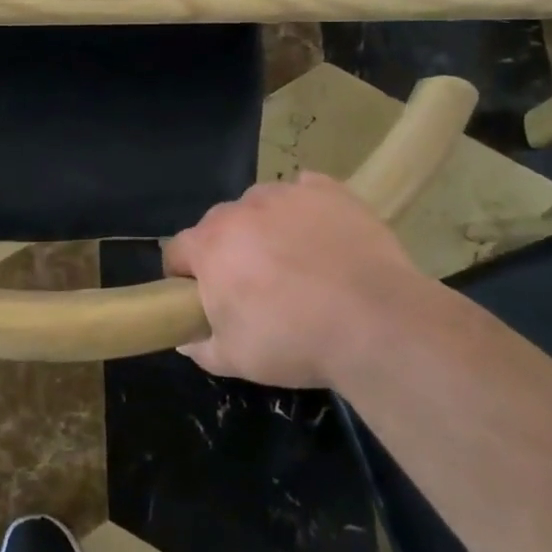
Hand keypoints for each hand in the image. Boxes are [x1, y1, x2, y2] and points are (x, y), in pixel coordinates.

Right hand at [164, 172, 436, 389]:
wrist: (375, 321)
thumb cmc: (294, 341)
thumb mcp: (236, 360)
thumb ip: (201, 347)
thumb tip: (186, 338)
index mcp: (210, 246)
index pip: (177, 251)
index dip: (183, 275)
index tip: (201, 297)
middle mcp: (241, 209)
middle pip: (220, 225)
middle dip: (228, 251)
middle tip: (254, 287)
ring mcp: (286, 194)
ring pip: (262, 206)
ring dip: (266, 228)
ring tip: (297, 263)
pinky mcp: (328, 190)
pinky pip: (305, 192)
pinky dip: (306, 211)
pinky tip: (323, 237)